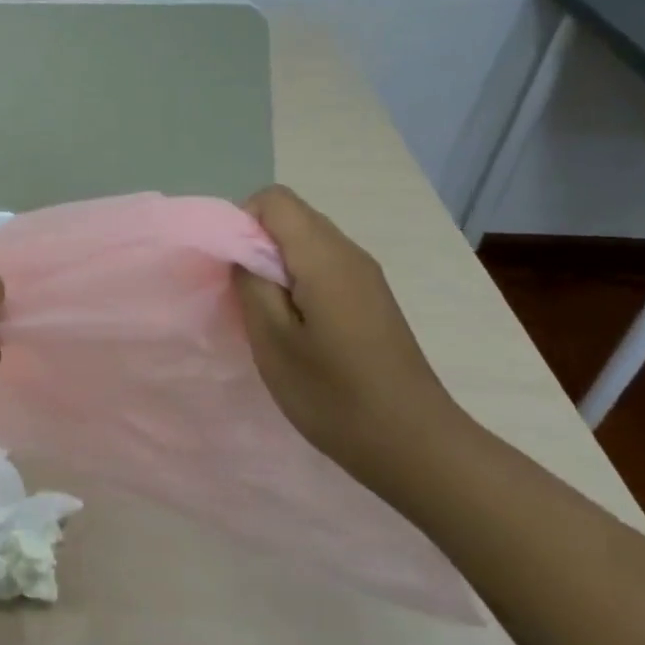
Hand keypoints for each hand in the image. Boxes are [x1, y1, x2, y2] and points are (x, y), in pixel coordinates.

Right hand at [232, 186, 469, 489]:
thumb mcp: (273, 340)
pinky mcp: (371, 299)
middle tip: (241, 294)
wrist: (414, 445)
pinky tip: (294, 326)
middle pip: (291, 216)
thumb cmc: (333, 394)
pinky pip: (323, 265)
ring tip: (265, 314)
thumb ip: (250, 283)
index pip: (274, 199)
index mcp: (324, 256)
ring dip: (275, 264)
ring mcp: (365, 276)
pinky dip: (297, 280)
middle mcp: (349, 253)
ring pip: (306, 241)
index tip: (230, 268)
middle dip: (254, 243)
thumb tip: (241, 251)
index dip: (240, 222)